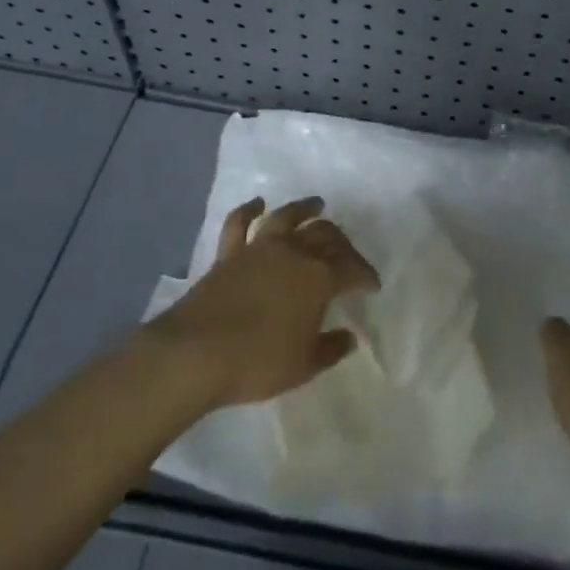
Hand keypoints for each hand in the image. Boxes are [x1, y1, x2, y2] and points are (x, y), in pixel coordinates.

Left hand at [143, 196, 379, 409]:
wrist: (197, 353)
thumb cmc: (258, 362)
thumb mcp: (304, 366)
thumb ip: (330, 349)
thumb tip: (349, 337)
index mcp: (319, 277)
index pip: (351, 268)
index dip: (365, 275)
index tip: (372, 286)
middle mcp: (293, 253)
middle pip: (325, 235)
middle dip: (342, 243)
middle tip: (348, 254)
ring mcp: (258, 248)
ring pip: (287, 217)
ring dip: (304, 208)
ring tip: (316, 204)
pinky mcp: (228, 254)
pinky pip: (240, 223)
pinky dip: (249, 210)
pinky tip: (257, 203)